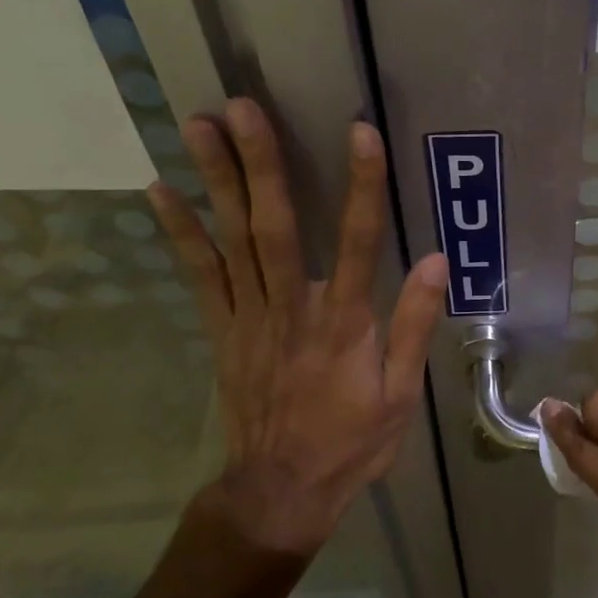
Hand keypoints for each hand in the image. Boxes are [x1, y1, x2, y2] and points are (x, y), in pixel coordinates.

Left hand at [147, 99, 446, 558]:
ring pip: (232, 241)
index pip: (359, 243)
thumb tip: (437, 262)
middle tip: (242, 107)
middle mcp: (293, 310)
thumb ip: (415, 325)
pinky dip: (180, 232)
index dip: (362, 186)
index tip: (360, 132)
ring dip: (216, 181)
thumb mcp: (401, 394)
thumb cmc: (352, 441)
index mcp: (344, 324)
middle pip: (275, 228)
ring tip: (199, 125)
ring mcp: (249, 318)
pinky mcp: (222, 331)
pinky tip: (160, 191)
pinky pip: (200, 276)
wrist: (281, 490)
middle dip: (262, 164)